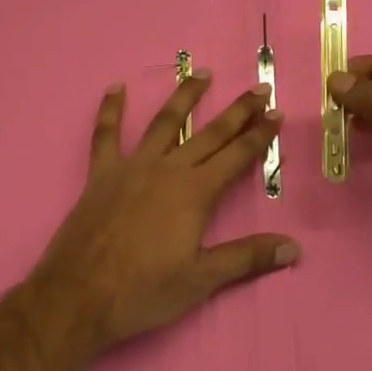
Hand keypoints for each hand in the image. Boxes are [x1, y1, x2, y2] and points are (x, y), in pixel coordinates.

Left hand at [31, 73, 297, 354]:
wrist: (77, 297)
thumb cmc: (143, 291)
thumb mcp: (201, 280)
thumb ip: (247, 258)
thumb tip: (294, 247)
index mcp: (195, 192)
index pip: (238, 156)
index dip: (261, 135)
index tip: (277, 113)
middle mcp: (168, 169)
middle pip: (211, 134)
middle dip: (239, 111)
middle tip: (259, 89)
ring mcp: (133, 167)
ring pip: (165, 122)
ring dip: (186, 96)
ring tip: (202, 72)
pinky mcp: (102, 174)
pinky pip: (105, 135)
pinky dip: (110, 110)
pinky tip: (115, 88)